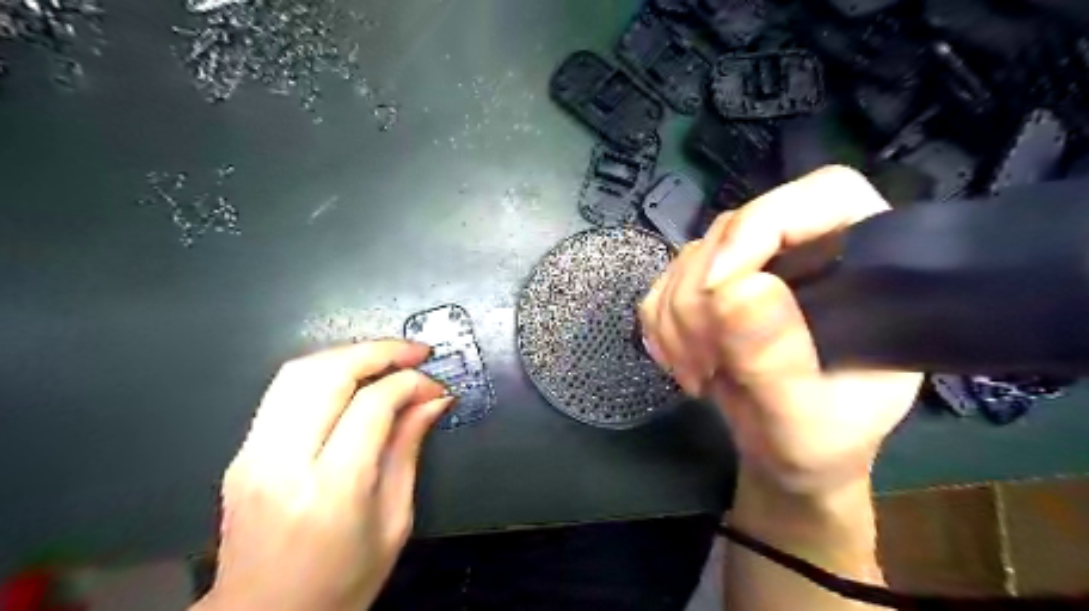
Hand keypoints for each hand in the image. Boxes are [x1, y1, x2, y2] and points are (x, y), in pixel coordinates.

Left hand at [195, 341, 451, 610]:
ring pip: (298, 372)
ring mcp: (253, 456)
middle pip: (328, 374)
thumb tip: (434, 400)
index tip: (435, 385)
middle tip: (415, 352)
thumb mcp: (394, 520)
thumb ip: (409, 449)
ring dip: (349, 353)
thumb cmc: (341, 583)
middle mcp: (284, 464)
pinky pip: (283, 390)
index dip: (411, 383)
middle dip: (379, 351)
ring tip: (388, 357)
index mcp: (332, 490)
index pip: (373, 404)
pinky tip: (352, 377)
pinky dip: (324, 371)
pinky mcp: (242, 453)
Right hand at [640, 167, 922, 494]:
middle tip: (707, 363)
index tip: (719, 289)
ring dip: (677, 321)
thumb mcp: (806, 418)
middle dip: (702, 300)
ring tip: (700, 373)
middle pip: (733, 230)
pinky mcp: (710, 287)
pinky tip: (684, 362)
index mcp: (865, 263)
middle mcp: (805, 249)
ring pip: (688, 258)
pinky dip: (661, 327)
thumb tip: (735, 290)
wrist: (785, 455)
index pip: (822, 196)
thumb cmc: (819, 441)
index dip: (763, 225)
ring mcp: (751, 266)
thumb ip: (777, 360)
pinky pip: (662, 285)